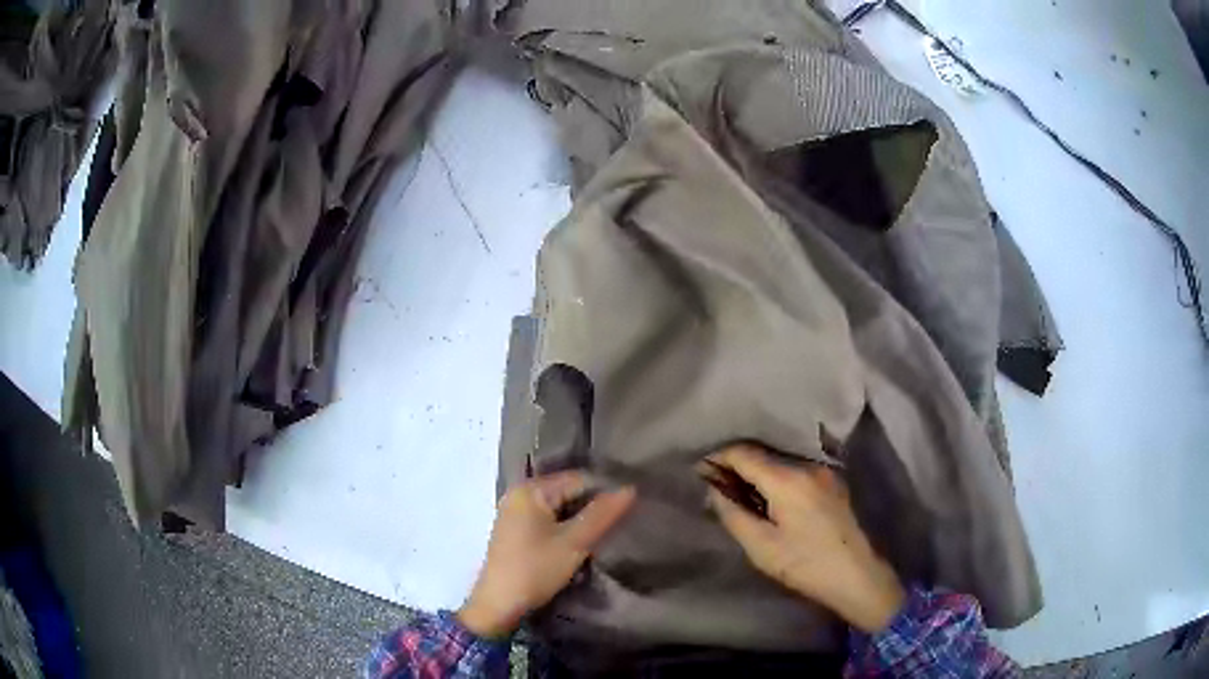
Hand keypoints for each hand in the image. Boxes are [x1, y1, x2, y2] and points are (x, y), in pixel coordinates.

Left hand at [458, 472, 636, 638]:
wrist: (499, 605)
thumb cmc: (535, 570)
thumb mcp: (574, 543)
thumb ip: (601, 514)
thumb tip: (630, 488)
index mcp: (530, 490)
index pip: (578, 479)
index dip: (605, 492)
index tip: (630, 509)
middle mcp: (519, 494)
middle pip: (567, 492)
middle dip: (592, 508)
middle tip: (619, 524)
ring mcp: (515, 514)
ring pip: (559, 509)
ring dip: (580, 522)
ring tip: (604, 535)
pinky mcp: (516, 532)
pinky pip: (548, 522)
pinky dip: (565, 531)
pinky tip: (580, 545)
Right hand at [702, 444, 904, 632]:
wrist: (857, 575)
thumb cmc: (804, 564)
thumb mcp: (760, 546)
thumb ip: (732, 513)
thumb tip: (713, 489)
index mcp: (788, 478)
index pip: (744, 452)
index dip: (718, 458)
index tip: (699, 471)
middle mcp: (807, 465)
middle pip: (763, 453)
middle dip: (736, 465)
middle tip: (715, 485)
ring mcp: (824, 471)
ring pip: (779, 460)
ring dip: (757, 471)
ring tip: (739, 493)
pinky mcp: (832, 482)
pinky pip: (795, 470)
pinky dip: (776, 478)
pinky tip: (768, 499)